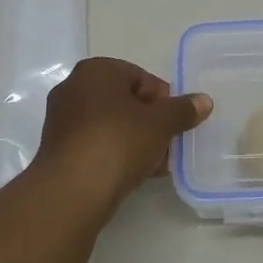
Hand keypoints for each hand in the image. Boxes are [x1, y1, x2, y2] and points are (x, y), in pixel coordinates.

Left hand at [34, 58, 213, 211]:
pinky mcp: (58, 150)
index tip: (175, 123)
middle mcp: (73, 88)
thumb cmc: (118, 142)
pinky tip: (136, 174)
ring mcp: (62, 120)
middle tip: (168, 144)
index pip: (140, 77)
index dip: (163, 100)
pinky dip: (116, 154)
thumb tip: (204, 100)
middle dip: (150, 122)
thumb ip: (183, 110)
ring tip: (156, 164)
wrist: (72, 191)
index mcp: (95, 70)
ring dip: (136, 141)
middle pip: (125, 101)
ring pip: (111, 125)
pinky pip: (96, 145)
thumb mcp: (161, 124)